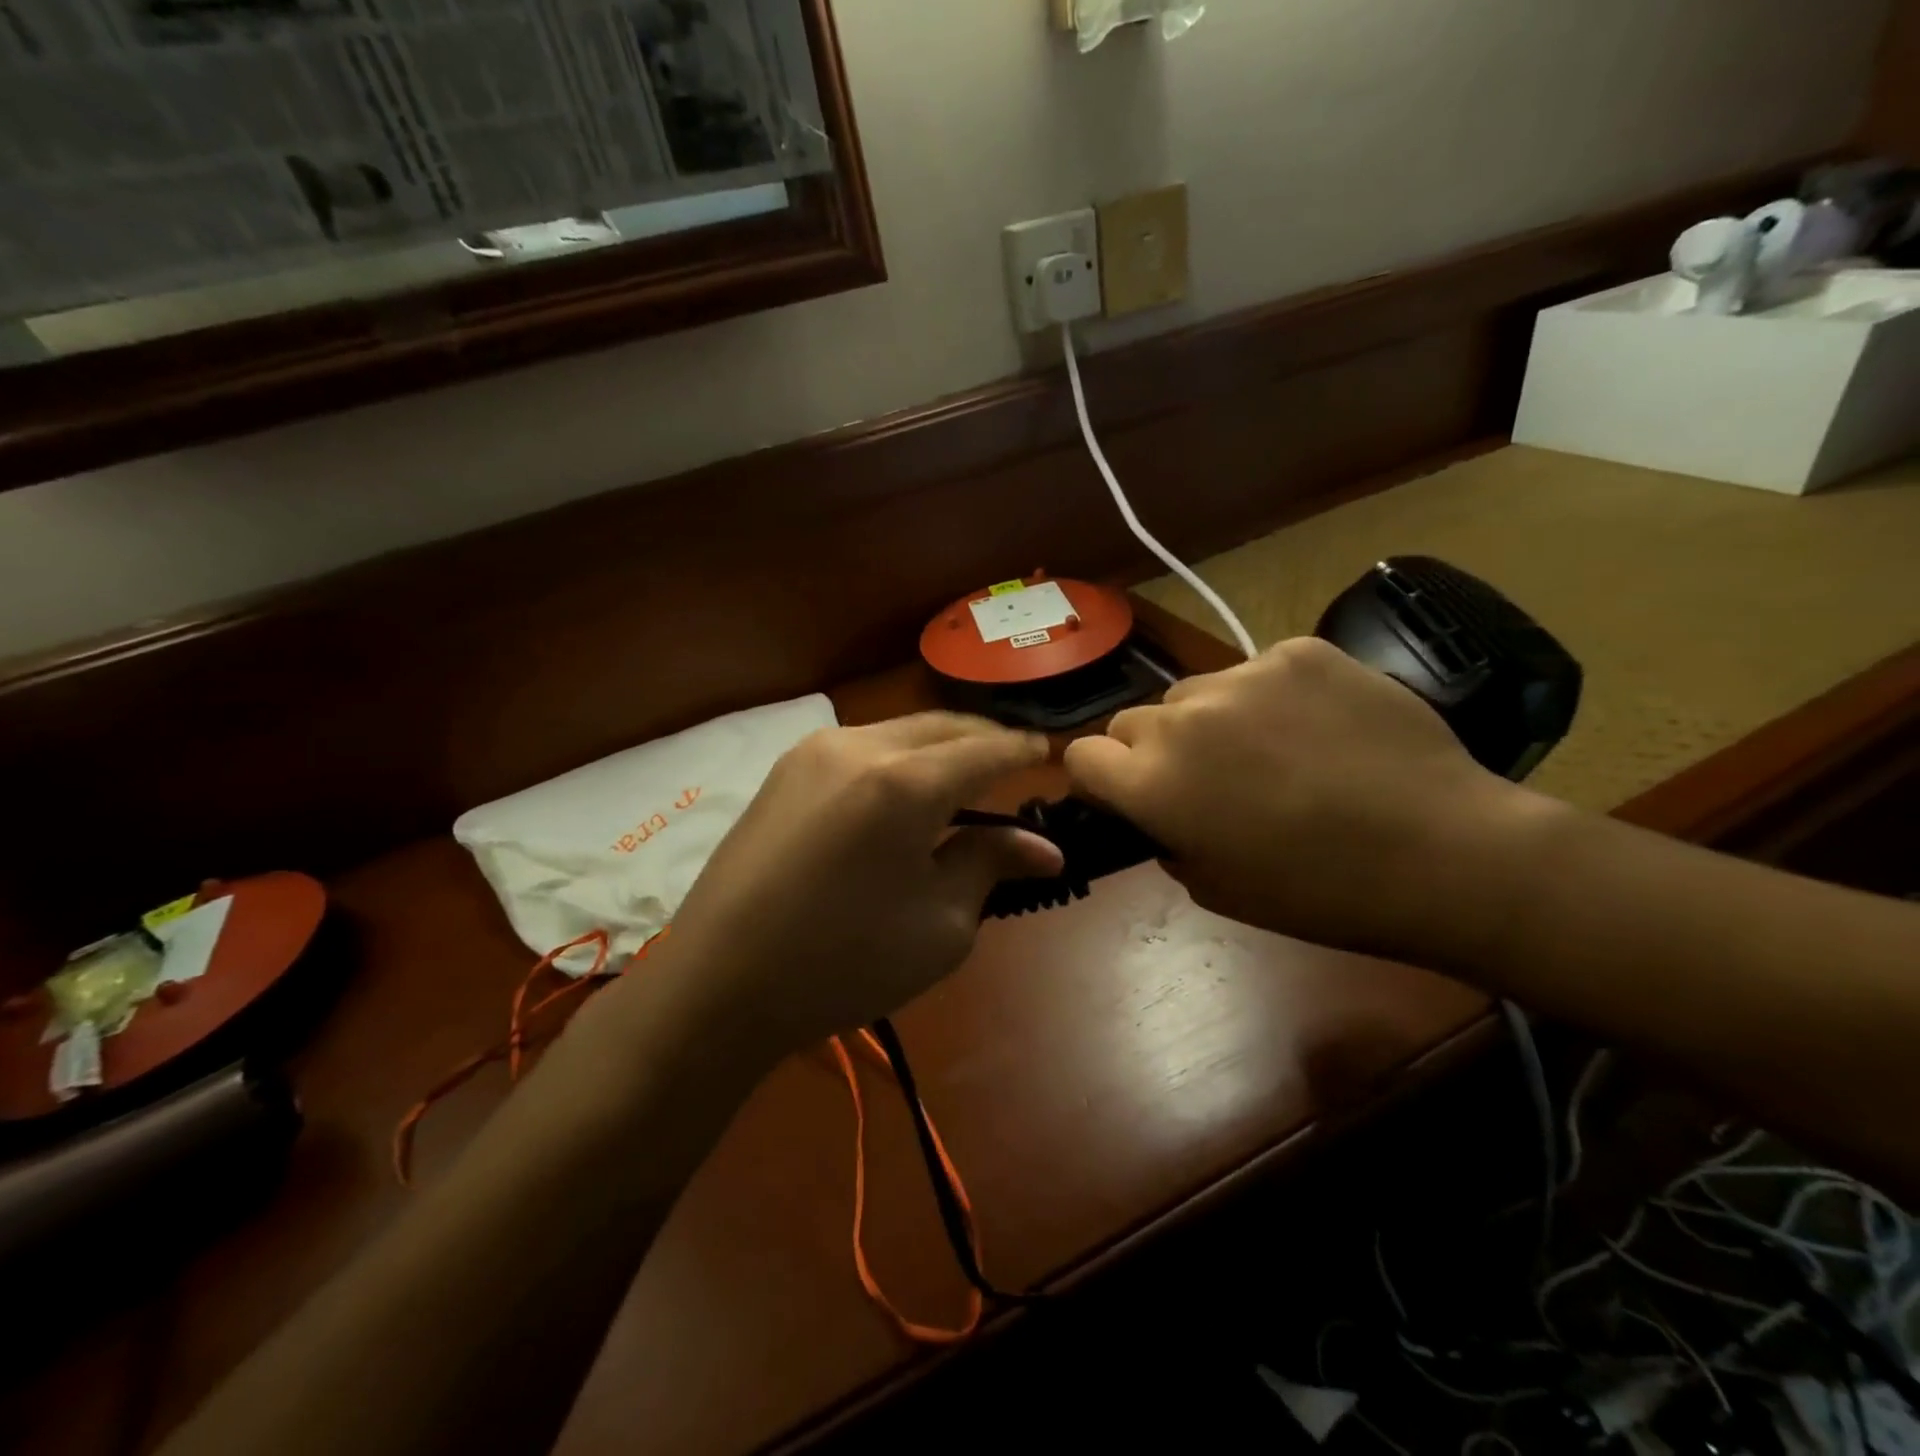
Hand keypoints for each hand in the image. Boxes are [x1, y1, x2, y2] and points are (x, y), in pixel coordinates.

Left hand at [653, 714, 1062, 1053]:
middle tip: (1014, 763)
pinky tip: (903, 792)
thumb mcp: (941, 925)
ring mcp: (814, 751)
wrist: (718, 983)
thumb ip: (991, 864)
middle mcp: (860, 745)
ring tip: (963, 778)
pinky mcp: (785, 770)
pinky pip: (862, 748)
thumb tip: (1042, 847)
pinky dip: (898, 760)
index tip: (1049, 756)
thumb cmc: (844, 963)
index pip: (986, 750)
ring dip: (940, 748)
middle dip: (984, 740)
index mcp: (906, 781)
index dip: (1023, 752)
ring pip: (900, 731)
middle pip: (943, 726)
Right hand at [1063, 638, 1526, 963]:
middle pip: (1132, 721)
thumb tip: (1160, 808)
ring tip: (1271, 751)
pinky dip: (1269, 698)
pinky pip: (1255, 670)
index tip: (1131, 796)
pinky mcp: (1297, 651)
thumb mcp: (1213, 887)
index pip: (1080, 756)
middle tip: (1209, 781)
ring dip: (1210, 721)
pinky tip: (1316, 727)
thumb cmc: (1318, 892)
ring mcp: (1242, 675)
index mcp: (1152, 782)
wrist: (1443, 852)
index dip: (1102, 779)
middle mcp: (1182, 718)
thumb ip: (1164, 835)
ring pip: (1193, 693)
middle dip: (1153, 751)